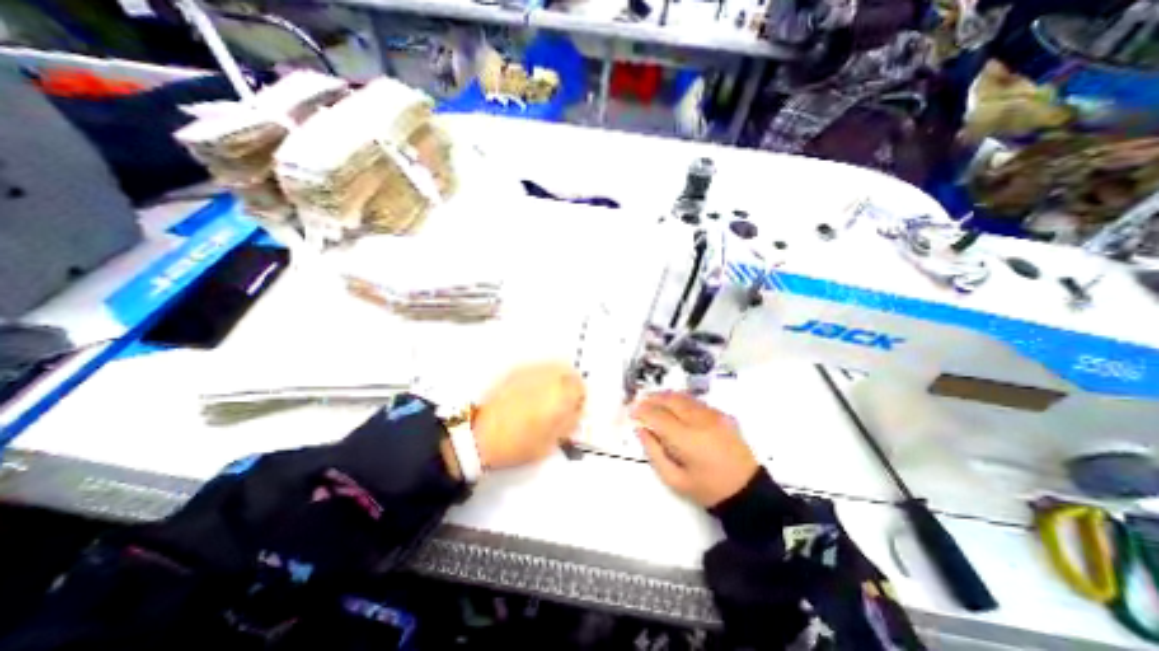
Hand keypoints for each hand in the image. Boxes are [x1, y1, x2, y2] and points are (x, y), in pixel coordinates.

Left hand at [469, 363, 584, 470]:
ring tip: (546, 396)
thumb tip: (575, 412)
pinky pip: (536, 369)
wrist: (481, 436)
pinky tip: (530, 393)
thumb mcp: (552, 442)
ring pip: (552, 367)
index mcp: (560, 395)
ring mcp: (530, 372)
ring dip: (555, 379)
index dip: (579, 400)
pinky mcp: (515, 371)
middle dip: (569, 385)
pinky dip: (539, 378)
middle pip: (568, 372)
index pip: (581, 387)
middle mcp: (548, 377)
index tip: (573, 410)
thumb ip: (569, 423)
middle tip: (562, 401)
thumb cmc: (519, 444)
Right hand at [632, 391, 760, 507]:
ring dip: (666, 396)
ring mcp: (713, 415)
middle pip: (671, 400)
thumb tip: (641, 430)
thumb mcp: (675, 480)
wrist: (748, 492)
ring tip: (654, 401)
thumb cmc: (708, 490)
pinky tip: (675, 407)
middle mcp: (699, 421)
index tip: (632, 411)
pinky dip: (681, 400)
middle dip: (652, 398)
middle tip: (640, 402)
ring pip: (683, 397)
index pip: (658, 416)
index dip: (642, 411)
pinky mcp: (722, 415)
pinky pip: (696, 401)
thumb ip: (654, 452)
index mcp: (686, 439)